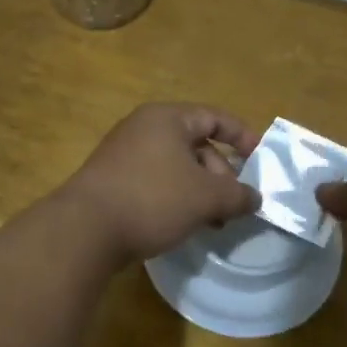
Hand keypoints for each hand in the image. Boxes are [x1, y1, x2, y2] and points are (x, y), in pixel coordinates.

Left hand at [61, 104, 261, 262]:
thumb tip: (255, 198)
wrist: (85, 229)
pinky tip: (184, 224)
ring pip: (177, 167)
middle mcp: (144, 128)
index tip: (261, 160)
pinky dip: (177, 198)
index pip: (215, 117)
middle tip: (233, 206)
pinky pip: (157, 182)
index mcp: (167, 118)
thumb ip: (238, 195)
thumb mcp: (206, 197)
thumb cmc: (152, 199)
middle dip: (222, 175)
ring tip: (213, 223)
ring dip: (201, 192)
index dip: (243, 136)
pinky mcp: (113, 180)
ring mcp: (125, 154)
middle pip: (197, 145)